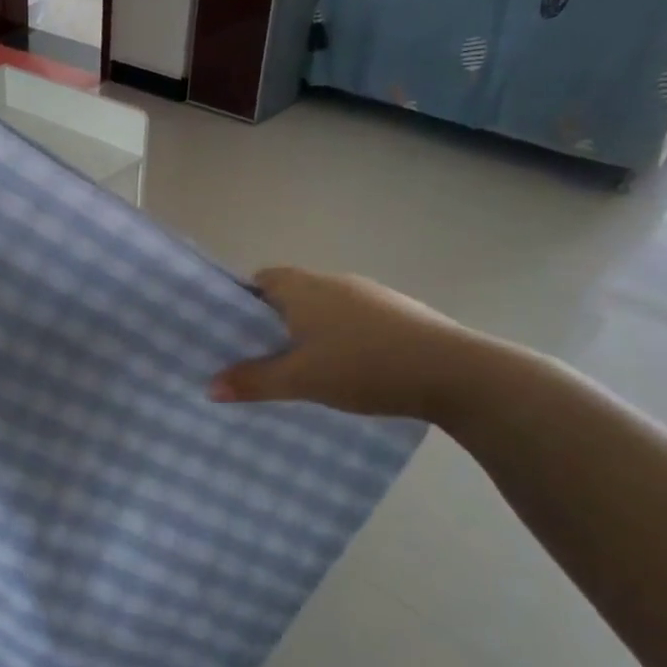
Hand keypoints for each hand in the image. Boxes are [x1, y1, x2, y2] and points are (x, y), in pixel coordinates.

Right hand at [208, 265, 486, 421]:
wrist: (456, 371)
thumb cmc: (364, 365)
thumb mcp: (301, 379)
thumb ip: (254, 381)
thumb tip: (210, 387)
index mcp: (304, 287)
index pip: (260, 279)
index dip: (241, 302)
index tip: (230, 331)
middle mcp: (335, 282)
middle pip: (290, 293)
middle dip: (272, 321)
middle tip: (257, 354)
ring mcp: (371, 295)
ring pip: (323, 308)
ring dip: (308, 330)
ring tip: (300, 366)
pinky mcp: (399, 314)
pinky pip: (352, 320)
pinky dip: (339, 338)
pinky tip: (346, 369)